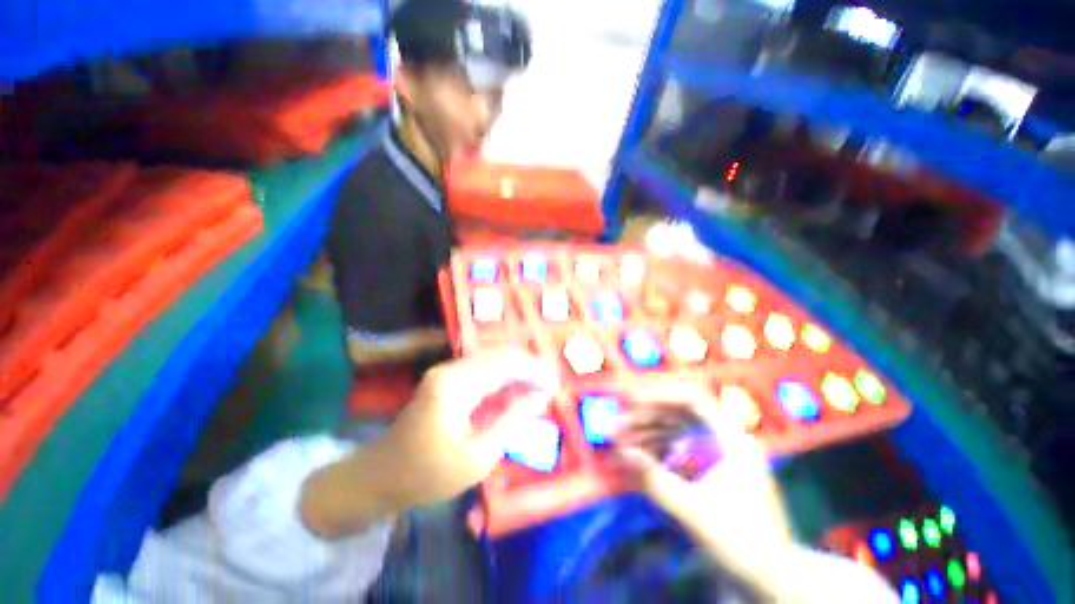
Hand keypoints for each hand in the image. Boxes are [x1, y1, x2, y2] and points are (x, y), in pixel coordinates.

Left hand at [367, 349, 557, 507]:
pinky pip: (482, 370)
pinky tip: (516, 390)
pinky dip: (503, 378)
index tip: (556, 382)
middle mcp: (450, 369)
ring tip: (539, 385)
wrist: (380, 477)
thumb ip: (513, 421)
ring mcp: (446, 372)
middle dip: (528, 366)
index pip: (504, 365)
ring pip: (492, 360)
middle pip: (499, 356)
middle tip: (551, 382)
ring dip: (517, 371)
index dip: (534, 370)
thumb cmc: (428, 474)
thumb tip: (542, 397)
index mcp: (455, 386)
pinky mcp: (446, 379)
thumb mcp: (478, 457)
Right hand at [614, 381, 794, 593]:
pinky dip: (656, 450)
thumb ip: (655, 479)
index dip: (661, 395)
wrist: (771, 581)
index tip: (632, 402)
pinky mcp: (708, 470)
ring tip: (621, 442)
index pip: (694, 399)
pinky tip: (638, 457)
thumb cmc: (743, 544)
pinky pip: (677, 449)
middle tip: (618, 427)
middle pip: (679, 414)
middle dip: (646, 417)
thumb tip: (621, 452)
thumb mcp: (694, 511)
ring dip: (647, 433)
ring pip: (675, 431)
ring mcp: (716, 455)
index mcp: (732, 441)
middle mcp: (724, 440)